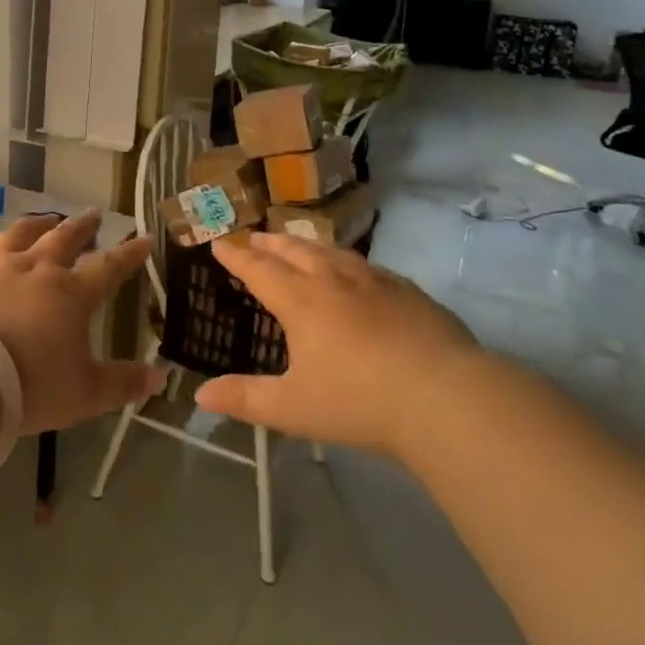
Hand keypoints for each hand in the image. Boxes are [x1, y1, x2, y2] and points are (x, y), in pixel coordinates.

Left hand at [0, 212, 161, 433]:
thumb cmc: (30, 388)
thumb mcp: (85, 394)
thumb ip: (122, 383)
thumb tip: (160, 376)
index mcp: (72, 294)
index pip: (109, 267)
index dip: (129, 253)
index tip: (143, 238)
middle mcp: (36, 269)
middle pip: (64, 238)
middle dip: (83, 226)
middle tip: (94, 214)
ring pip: (19, 234)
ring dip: (35, 224)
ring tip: (46, 218)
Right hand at [195, 232, 485, 454]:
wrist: (444, 396)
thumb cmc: (359, 401)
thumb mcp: (293, 408)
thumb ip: (245, 399)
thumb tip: (200, 395)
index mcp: (301, 301)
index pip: (258, 269)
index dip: (236, 256)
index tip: (220, 243)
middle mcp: (333, 279)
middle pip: (294, 251)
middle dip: (269, 243)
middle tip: (254, 236)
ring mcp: (374, 281)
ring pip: (331, 251)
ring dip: (306, 244)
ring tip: (297, 243)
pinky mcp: (407, 291)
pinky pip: (366, 265)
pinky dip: (346, 260)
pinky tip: (354, 270)